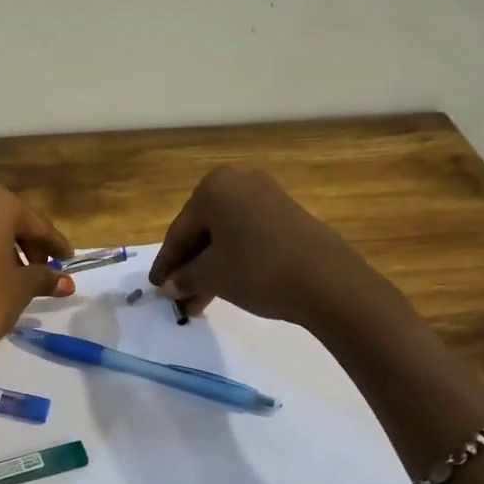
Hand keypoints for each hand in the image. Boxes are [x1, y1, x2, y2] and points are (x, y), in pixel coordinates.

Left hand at [0, 185, 74, 406]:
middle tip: (44, 267)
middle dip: (27, 242)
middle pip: (6, 220)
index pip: (34, 222)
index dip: (55, 243)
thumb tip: (65, 281)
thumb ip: (44, 277)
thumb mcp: (20, 289)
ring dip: (3, 248)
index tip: (69, 259)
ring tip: (19, 278)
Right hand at [148, 167, 374, 325]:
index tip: (155, 287)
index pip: (179, 231)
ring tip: (199, 301)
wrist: (328, 281)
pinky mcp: (287, 214)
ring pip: (225, 236)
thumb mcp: (212, 275)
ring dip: (209, 267)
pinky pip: (247, 236)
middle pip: (202, 230)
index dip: (166, 263)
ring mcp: (266, 196)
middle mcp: (239, 182)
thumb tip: (170, 286)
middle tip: (176, 296)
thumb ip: (184, 277)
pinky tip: (225, 285)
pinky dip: (232, 259)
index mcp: (214, 188)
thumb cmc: (258, 269)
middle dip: (189, 267)